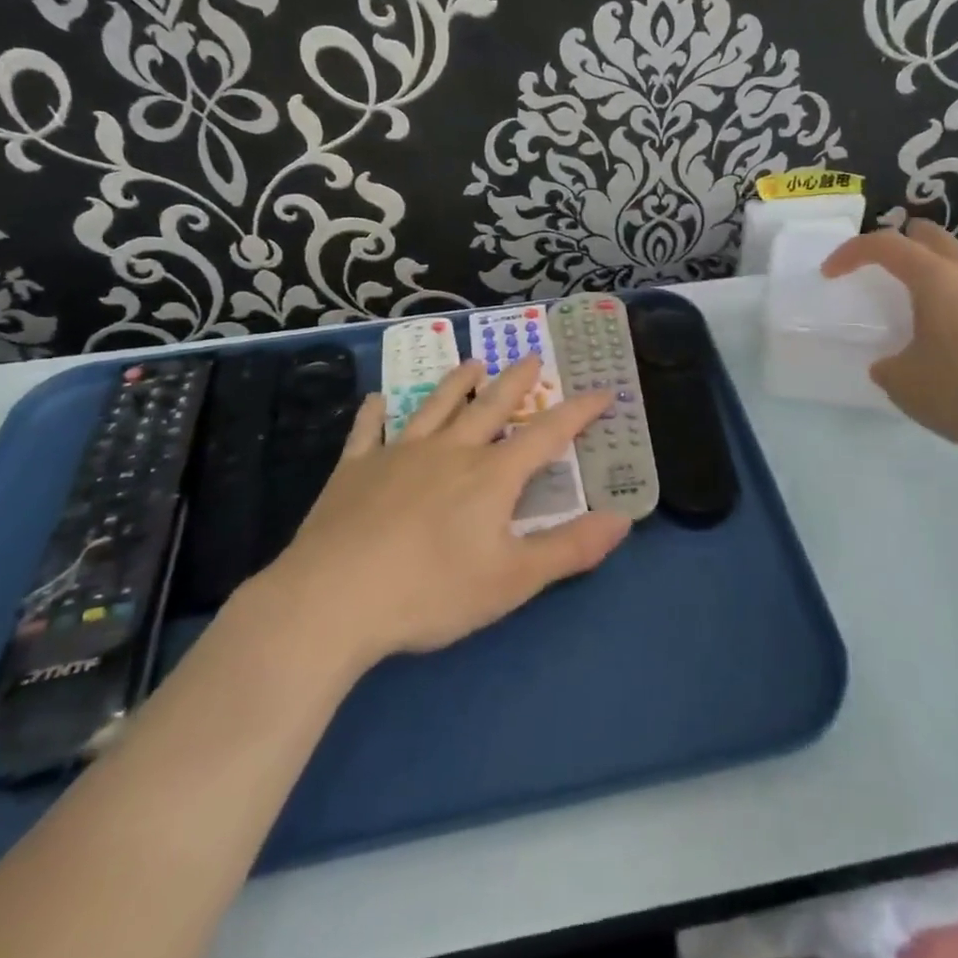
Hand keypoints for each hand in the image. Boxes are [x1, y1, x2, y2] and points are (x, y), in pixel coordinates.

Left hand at [254, 355, 630, 668]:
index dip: (579, 411)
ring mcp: (398, 454)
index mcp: (492, 475)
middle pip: (491, 407)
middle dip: (516, 382)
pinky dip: (375, 413)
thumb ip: (570, 548)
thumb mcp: (513, 580)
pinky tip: (376, 401)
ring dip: (457, 383)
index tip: (602, 390)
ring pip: (435, 406)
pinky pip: (368, 431)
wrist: (333, 599)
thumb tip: (624, 519)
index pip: (547, 434)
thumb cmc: (432, 592)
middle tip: (531, 357)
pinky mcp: (354, 469)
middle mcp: (450, 451)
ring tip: (472, 364)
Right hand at [823, 219, 957, 449]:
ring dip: (928, 271)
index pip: (884, 245)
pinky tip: (944, 337)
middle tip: (877, 269)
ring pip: (957, 263)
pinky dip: (950, 299)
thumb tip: (892, 364)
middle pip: (929, 237)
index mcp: (934, 279)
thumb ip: (888, 367)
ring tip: (910, 304)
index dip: (850, 252)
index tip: (830, 274)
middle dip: (898, 244)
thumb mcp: (904, 384)